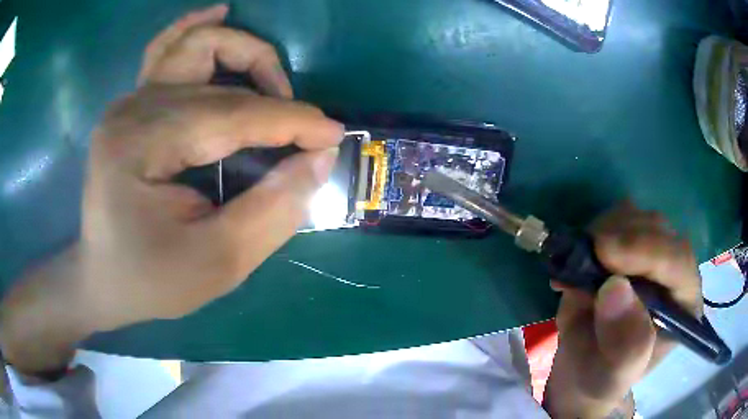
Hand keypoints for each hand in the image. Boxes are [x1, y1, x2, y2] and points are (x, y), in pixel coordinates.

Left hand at [1, 4, 343, 373]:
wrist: (103, 279)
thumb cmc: (151, 280)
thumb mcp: (217, 264)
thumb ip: (272, 210)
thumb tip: (318, 159)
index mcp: (140, 146)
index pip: (231, 115)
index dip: (290, 121)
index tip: (333, 135)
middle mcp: (132, 109)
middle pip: (218, 79)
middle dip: (274, 99)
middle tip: (303, 135)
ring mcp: (129, 102)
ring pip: (195, 46)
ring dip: (243, 54)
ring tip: (275, 84)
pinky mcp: (132, 105)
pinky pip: (166, 50)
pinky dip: (196, 29)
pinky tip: (219, 14)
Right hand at [543, 203, 702, 417]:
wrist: (585, 366)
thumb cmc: (604, 377)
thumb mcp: (613, 376)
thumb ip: (624, 345)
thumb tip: (614, 288)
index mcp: (684, 304)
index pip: (679, 262)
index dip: (647, 251)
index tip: (604, 253)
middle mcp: (675, 270)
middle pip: (659, 230)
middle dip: (621, 237)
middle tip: (584, 256)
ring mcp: (652, 252)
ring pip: (636, 216)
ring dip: (604, 232)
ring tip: (578, 265)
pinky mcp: (629, 243)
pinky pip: (615, 218)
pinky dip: (593, 230)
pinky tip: (580, 258)